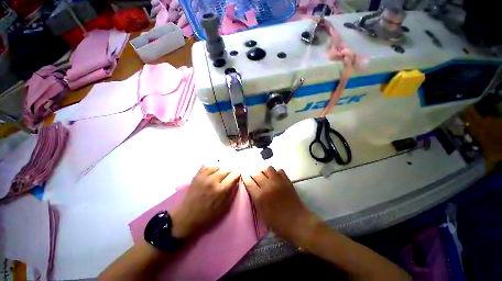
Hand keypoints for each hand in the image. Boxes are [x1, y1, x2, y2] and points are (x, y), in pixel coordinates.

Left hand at [171, 166, 239, 238]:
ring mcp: (203, 177)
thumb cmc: (208, 215)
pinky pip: (205, 166)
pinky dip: (211, 167)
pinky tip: (212, 172)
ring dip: (221, 168)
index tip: (238, 176)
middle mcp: (213, 180)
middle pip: (225, 169)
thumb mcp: (224, 208)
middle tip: (231, 175)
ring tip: (222, 173)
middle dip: (230, 171)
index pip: (233, 176)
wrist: (188, 215)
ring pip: (216, 166)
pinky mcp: (196, 176)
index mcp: (221, 190)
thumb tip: (235, 183)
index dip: (237, 175)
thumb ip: (230, 194)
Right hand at [243, 166, 319, 241]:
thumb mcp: (262, 215)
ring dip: (263, 171)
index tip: (243, 178)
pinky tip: (274, 178)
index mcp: (260, 196)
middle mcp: (268, 186)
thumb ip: (256, 202)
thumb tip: (253, 193)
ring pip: (268, 168)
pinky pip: (280, 171)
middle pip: (257, 173)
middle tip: (252, 177)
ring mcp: (279, 182)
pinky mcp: (288, 182)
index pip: (249, 182)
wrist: (297, 222)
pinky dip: (275, 172)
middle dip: (252, 174)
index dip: (245, 179)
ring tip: (263, 176)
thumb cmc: (278, 223)